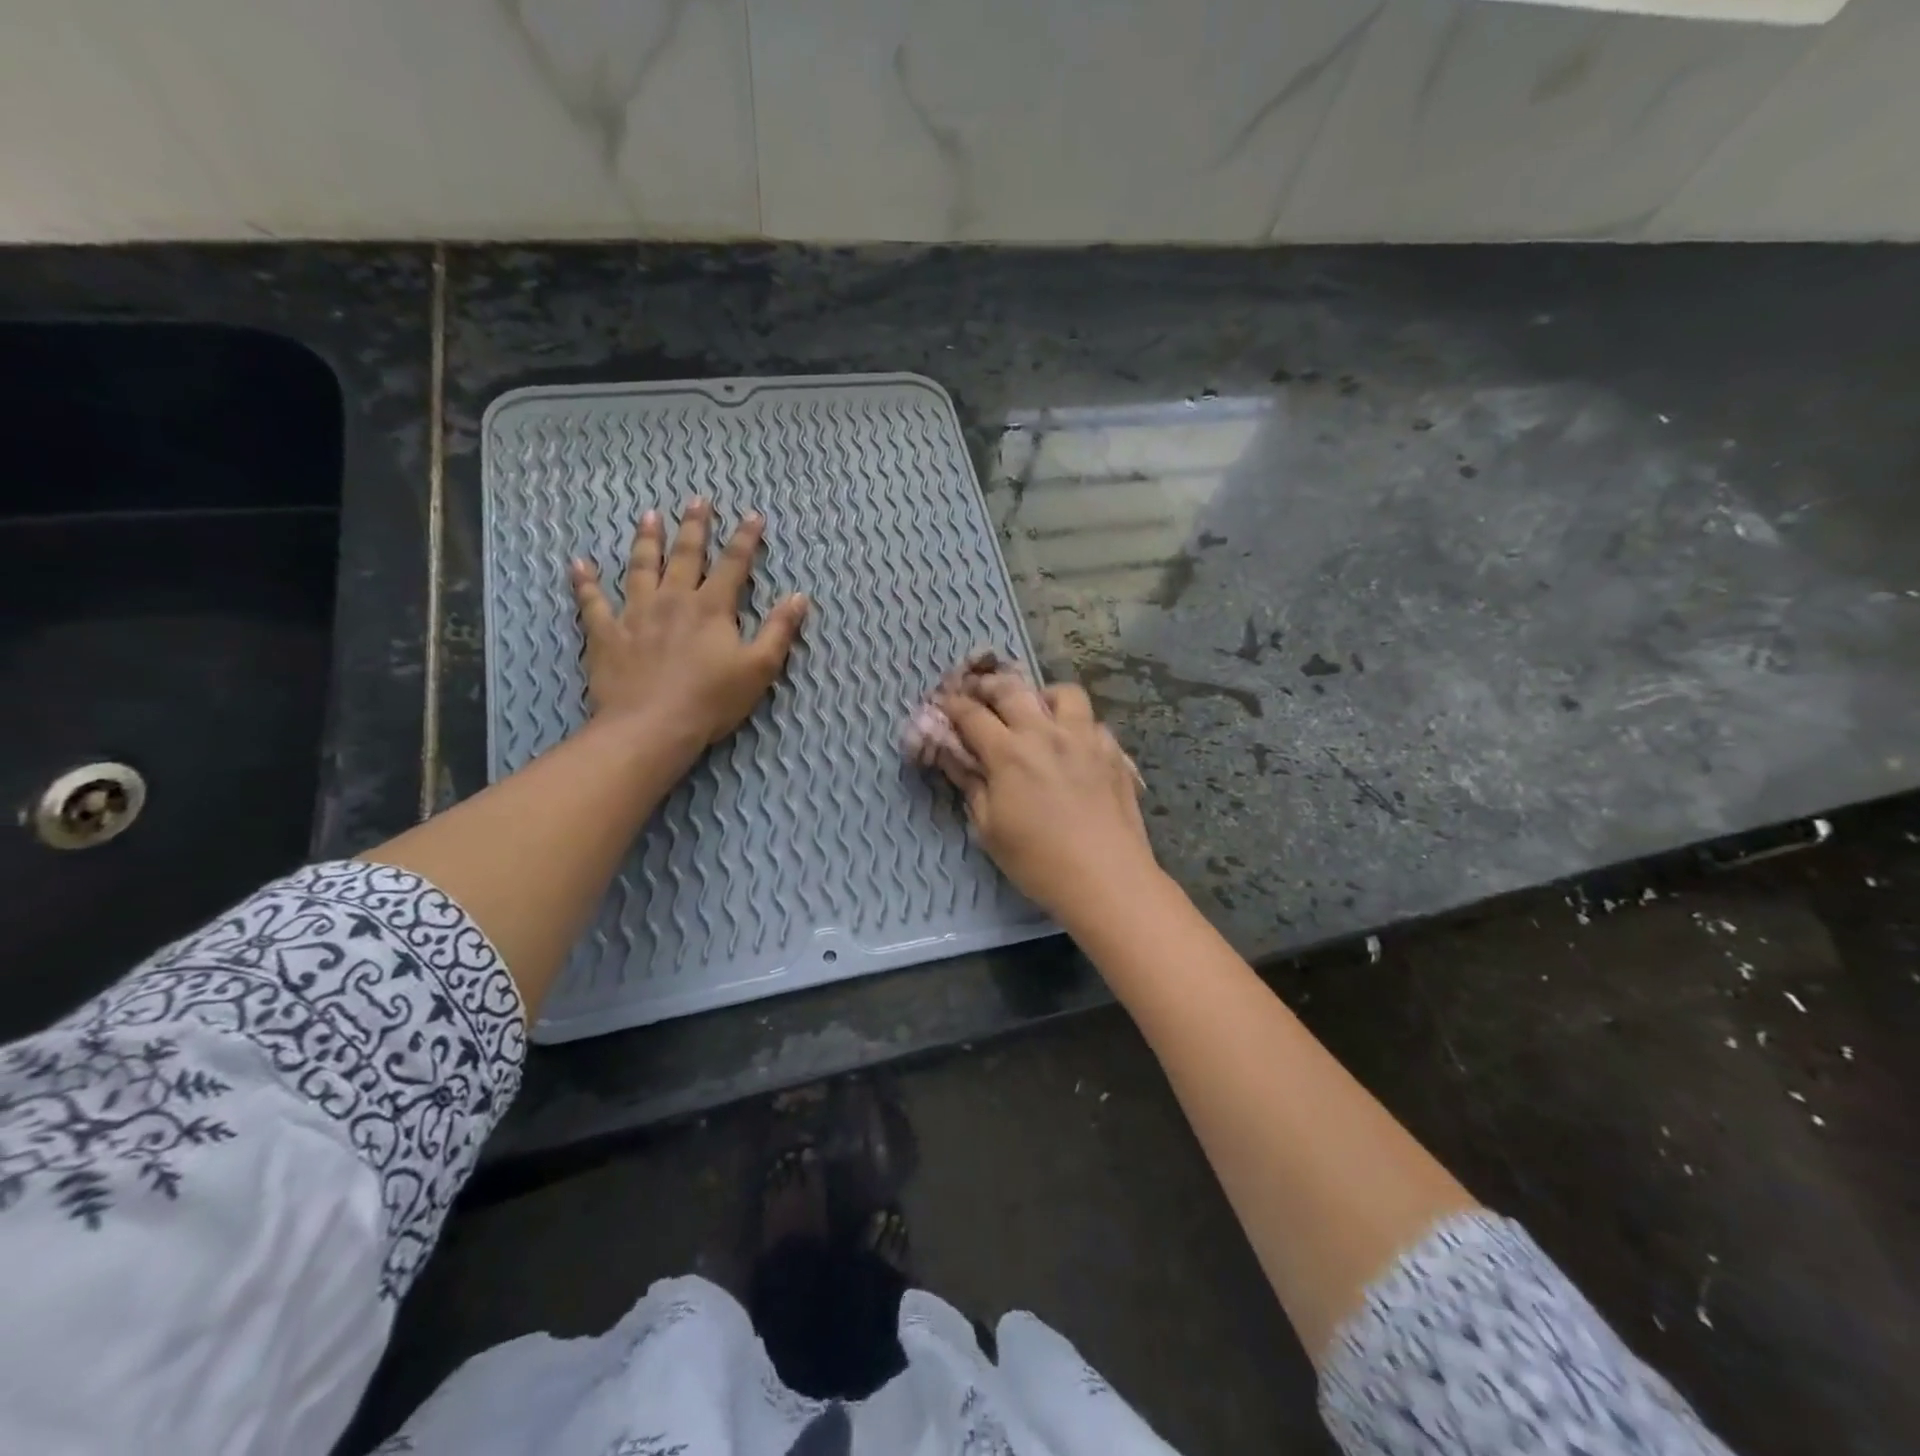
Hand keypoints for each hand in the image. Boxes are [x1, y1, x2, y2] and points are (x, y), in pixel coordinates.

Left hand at [569, 499, 807, 753]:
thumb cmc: (712, 700)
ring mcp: (636, 614)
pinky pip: (592, 602)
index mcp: (712, 608)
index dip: (745, 539)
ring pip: (640, 567)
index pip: (733, 564)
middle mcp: (673, 600)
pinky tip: (579, 565)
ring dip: (646, 540)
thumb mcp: (760, 668)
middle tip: (697, 500)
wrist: (651, 726)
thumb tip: (799, 597)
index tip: (753, 515)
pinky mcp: (607, 634)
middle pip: (685, 555)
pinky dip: (585, 583)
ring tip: (648, 516)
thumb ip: (779, 630)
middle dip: (694, 527)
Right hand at [932, 674, 1158, 921]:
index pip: (972, 715)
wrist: (1106, 878)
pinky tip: (1073, 744)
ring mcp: (1084, 738)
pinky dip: (1077, 724)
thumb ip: (970, 785)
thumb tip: (952, 757)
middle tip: (978, 691)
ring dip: (1041, 695)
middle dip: (988, 685)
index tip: (943, 703)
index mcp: (1009, 752)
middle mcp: (1046, 733)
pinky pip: (1093, 721)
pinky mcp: (1113, 752)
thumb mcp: (989, 829)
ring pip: (1063, 693)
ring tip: (1036, 710)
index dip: (952, 705)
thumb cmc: (1037, 861)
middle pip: (1012, 690)